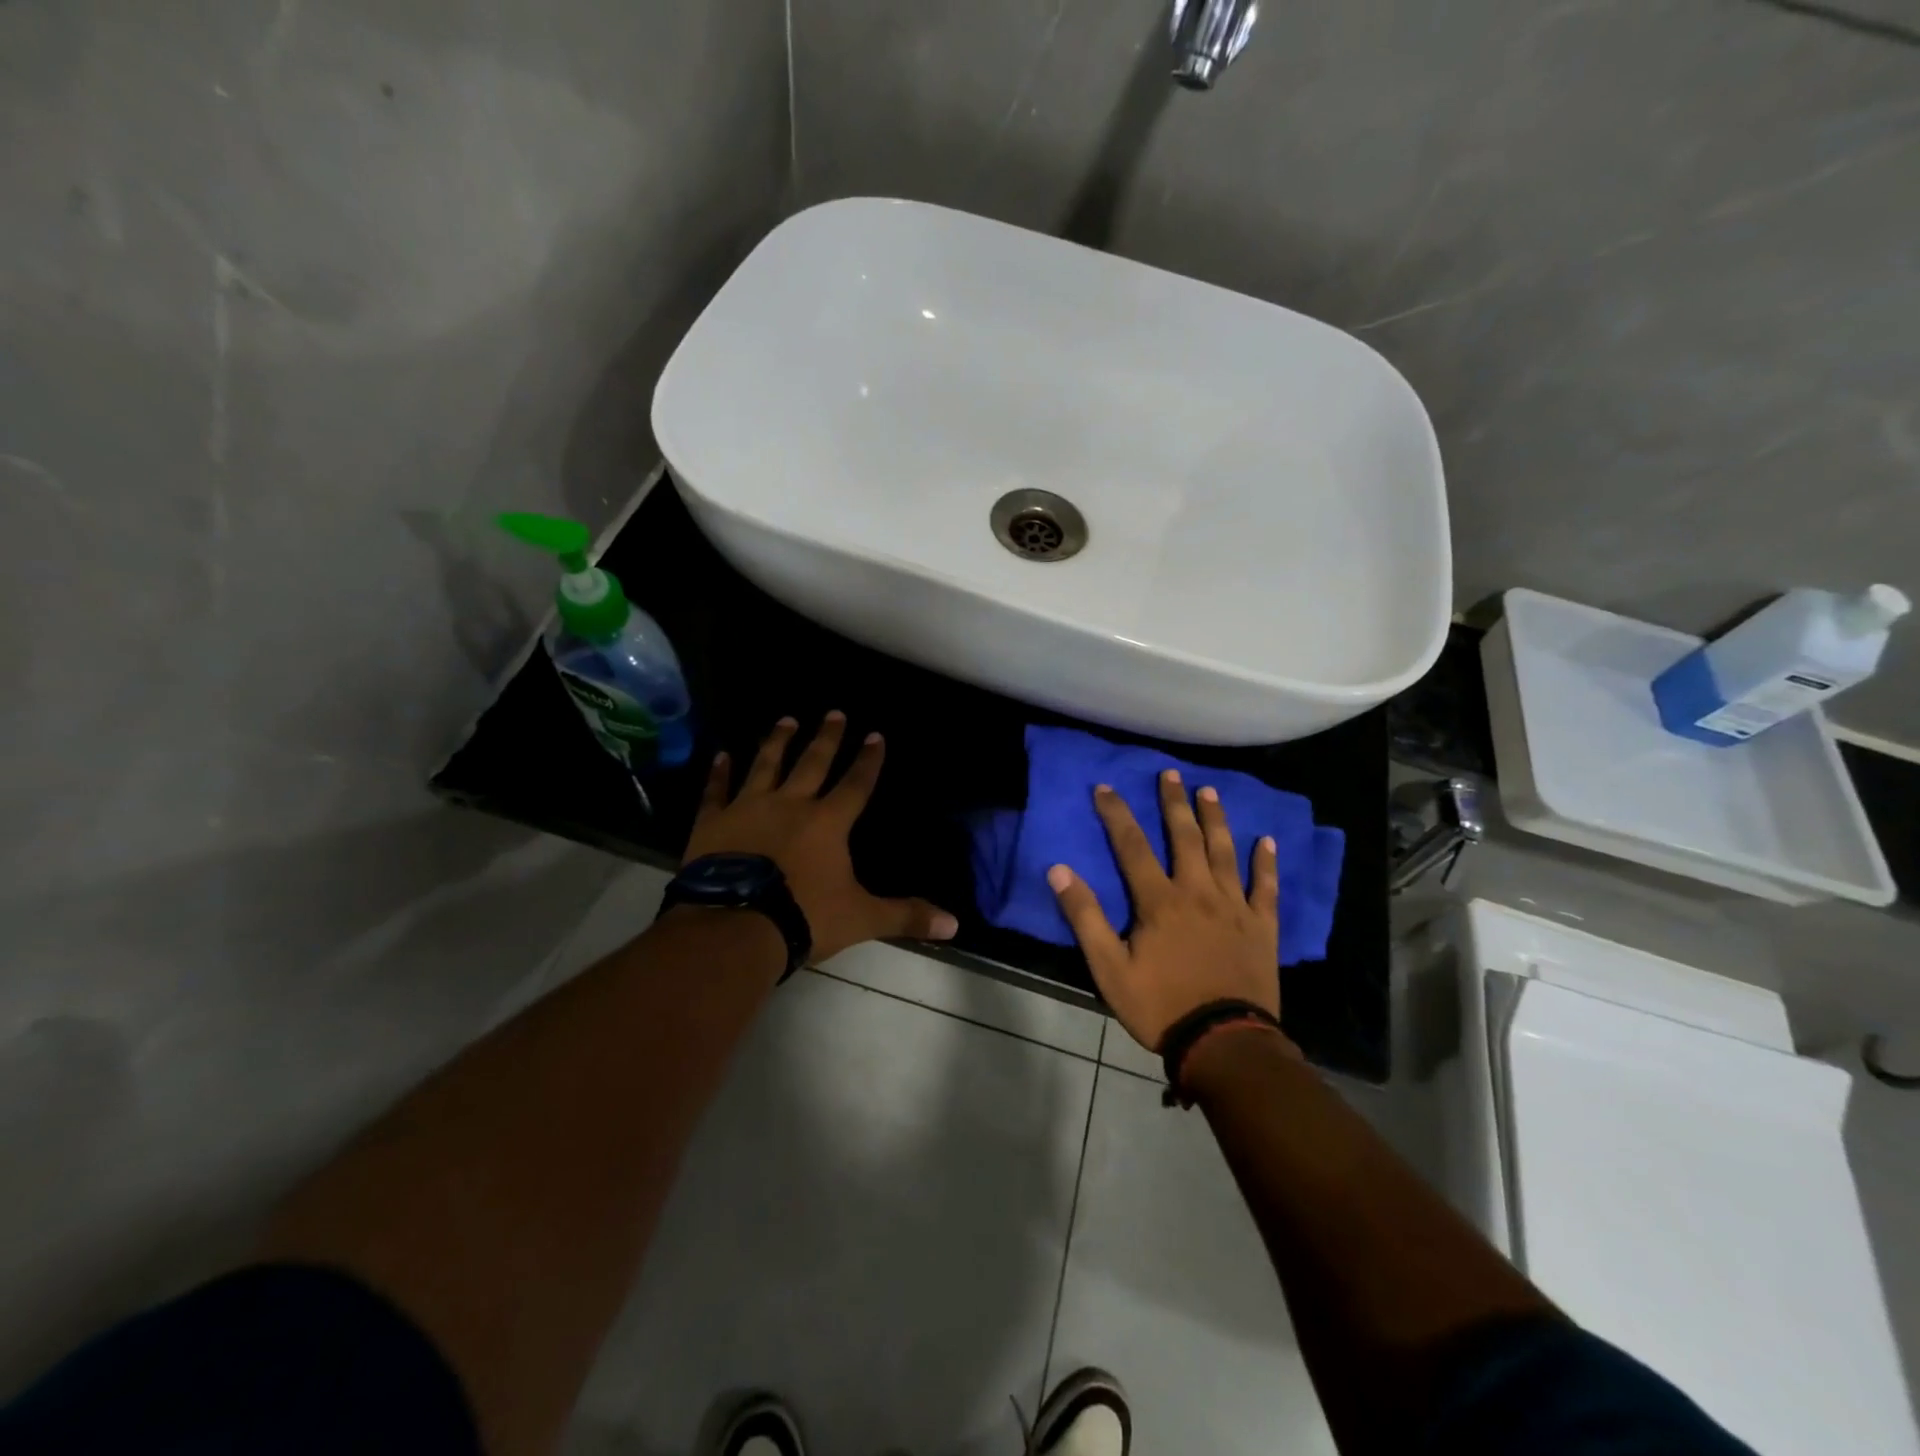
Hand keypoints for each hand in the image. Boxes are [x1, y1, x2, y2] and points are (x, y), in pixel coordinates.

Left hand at [682, 712, 958, 963]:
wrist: (735, 926)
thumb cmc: (804, 917)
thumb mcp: (861, 918)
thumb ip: (905, 915)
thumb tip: (954, 924)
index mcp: (828, 822)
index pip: (856, 784)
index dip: (868, 760)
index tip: (875, 735)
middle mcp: (790, 804)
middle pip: (812, 763)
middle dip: (827, 738)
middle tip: (834, 713)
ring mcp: (748, 809)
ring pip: (766, 765)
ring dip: (777, 741)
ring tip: (786, 720)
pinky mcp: (712, 823)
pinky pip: (716, 791)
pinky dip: (718, 773)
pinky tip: (721, 755)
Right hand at [1047, 769, 1281, 1051]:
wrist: (1224, 1042)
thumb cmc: (1160, 1006)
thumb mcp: (1108, 967)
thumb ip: (1085, 916)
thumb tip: (1059, 870)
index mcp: (1159, 900)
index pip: (1132, 845)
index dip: (1116, 813)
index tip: (1105, 787)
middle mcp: (1198, 892)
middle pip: (1185, 837)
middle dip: (1174, 803)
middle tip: (1170, 773)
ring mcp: (1235, 906)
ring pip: (1224, 852)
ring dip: (1216, 819)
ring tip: (1209, 791)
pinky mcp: (1262, 926)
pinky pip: (1265, 887)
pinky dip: (1266, 863)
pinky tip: (1266, 841)